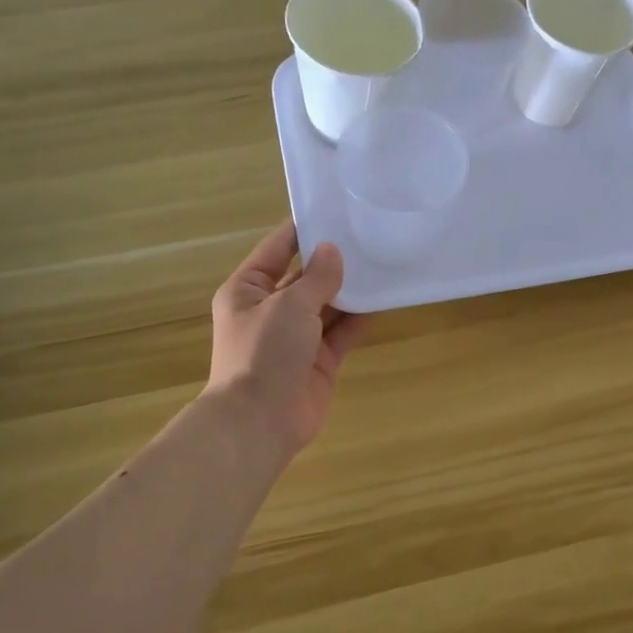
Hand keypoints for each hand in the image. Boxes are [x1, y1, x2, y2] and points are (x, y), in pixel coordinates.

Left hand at [206, 222, 364, 454]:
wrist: (260, 422)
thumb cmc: (264, 353)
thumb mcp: (289, 305)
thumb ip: (317, 278)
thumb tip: (333, 251)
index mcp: (248, 290)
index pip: (277, 250)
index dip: (303, 230)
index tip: (334, 210)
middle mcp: (270, 310)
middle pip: (305, 277)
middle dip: (333, 261)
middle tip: (368, 235)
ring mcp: (296, 337)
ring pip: (327, 305)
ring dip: (350, 289)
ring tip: (382, 262)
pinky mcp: (318, 361)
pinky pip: (342, 332)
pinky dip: (360, 318)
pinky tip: (384, 299)